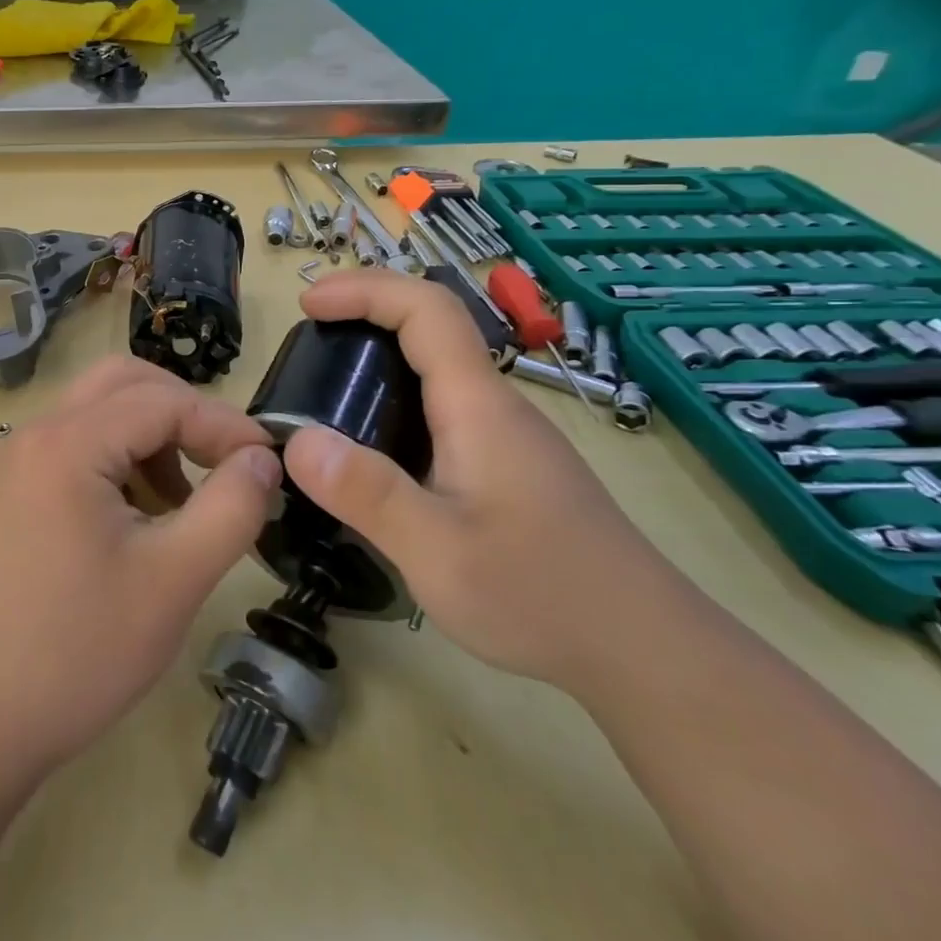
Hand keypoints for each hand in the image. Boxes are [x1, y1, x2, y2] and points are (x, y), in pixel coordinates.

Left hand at [0, 356, 281, 775]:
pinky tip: (140, 520)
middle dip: (183, 414)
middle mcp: (35, 435)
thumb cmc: (77, 651)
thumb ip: (232, 507)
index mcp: (67, 443)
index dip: (224, 425)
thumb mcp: (174, 579)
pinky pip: (77, 447)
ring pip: (100, 413)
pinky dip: (120, 460)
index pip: (163, 401)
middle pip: (123, 384)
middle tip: (224, 466)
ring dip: (152, 437)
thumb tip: (262, 457)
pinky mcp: (13, 493)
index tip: (267, 465)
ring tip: (182, 505)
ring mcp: (17, 463)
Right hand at [280, 270, 684, 689]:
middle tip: (306, 342)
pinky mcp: (509, 468)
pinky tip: (373, 451)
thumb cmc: (540, 595)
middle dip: (365, 314)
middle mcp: (494, 407)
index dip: (364, 290)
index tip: (307, 304)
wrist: (645, 650)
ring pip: (438, 371)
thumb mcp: (436, 551)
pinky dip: (395, 401)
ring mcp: (506, 438)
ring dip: (379, 358)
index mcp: (477, 406)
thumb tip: (295, 440)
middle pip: (432, 329)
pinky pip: (443, 409)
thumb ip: (366, 493)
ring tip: (324, 392)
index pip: (426, 309)